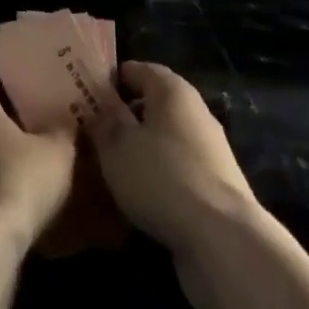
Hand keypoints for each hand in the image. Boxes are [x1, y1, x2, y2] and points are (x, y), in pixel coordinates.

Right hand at [90, 61, 259, 262]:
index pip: (138, 69)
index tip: (86, 94)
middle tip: (93, 131)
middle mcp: (195, 111)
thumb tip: (96, 107)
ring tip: (111, 165)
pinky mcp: (216, 184)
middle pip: (154, 103)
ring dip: (141, 147)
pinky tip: (139, 194)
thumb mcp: (117, 148)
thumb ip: (104, 124)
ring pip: (166, 137)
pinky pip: (178, 167)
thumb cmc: (162, 177)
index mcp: (172, 90)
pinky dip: (158, 173)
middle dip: (125, 115)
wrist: (222, 238)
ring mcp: (210, 149)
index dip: (112, 79)